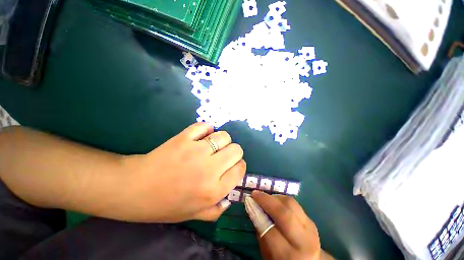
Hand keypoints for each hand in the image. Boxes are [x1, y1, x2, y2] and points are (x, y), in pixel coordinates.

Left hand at [118, 122, 245, 222]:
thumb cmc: (165, 205)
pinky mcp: (183, 138)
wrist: (135, 189)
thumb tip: (229, 198)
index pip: (240, 169)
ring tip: (213, 145)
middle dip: (234, 152)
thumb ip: (216, 210)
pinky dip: (207, 128)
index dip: (239, 165)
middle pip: (236, 150)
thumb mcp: (194, 215)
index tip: (233, 165)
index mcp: (214, 190)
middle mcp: (209, 169)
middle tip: (223, 155)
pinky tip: (203, 135)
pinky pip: (204, 126)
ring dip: (222, 139)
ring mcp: (196, 151)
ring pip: (224, 136)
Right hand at [252, 191, 333, 259]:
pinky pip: (295, 204)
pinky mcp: (311, 220)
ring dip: (275, 197)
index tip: (249, 201)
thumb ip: (261, 231)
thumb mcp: (267, 254)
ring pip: (291, 204)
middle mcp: (303, 241)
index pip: (270, 230)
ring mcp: (310, 229)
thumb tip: (253, 208)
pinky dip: (282, 200)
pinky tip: (275, 202)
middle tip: (255, 194)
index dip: (257, 213)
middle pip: (284, 214)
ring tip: (265, 198)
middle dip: (266, 200)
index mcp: (289, 255)